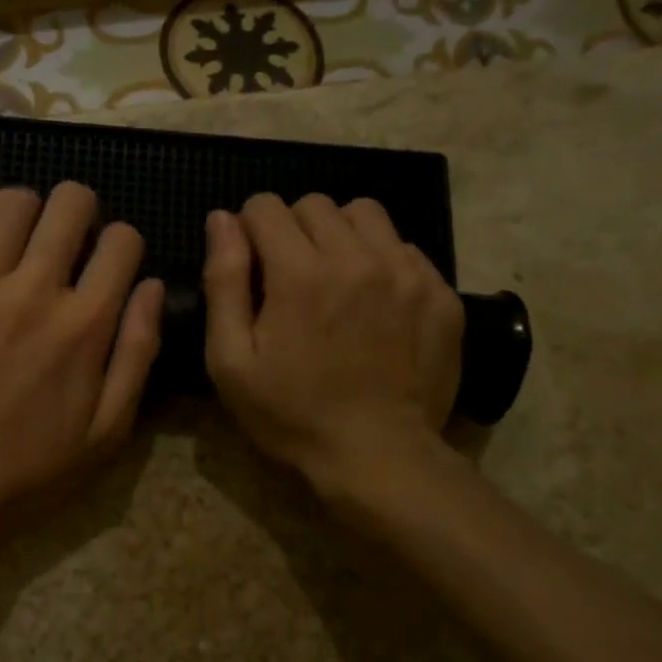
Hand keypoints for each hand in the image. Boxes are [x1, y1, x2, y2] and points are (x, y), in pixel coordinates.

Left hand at [0, 182, 164, 552]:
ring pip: (10, 203)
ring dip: (27, 212)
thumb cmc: (35, 465)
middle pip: (69, 203)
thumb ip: (139, 351)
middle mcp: (34, 291)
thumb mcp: (110, 428)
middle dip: (82, 208)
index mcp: (85, 324)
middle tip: (72, 238)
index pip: (123, 241)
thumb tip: (152, 286)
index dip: (125, 243)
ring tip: (23, 241)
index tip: (113, 264)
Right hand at [202, 193, 462, 494]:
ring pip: (365, 215)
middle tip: (290, 278)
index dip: (248, 229)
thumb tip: (222, 219)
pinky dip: (381, 260)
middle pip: (315, 204)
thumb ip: (224, 282)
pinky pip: (405, 247)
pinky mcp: (440, 292)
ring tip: (335, 279)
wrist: (378, 456)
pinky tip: (374, 302)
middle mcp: (357, 257)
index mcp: (300, 273)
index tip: (251, 266)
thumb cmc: (292, 414)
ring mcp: (407, 272)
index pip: (266, 206)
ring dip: (340, 235)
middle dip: (292, 230)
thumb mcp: (232, 361)